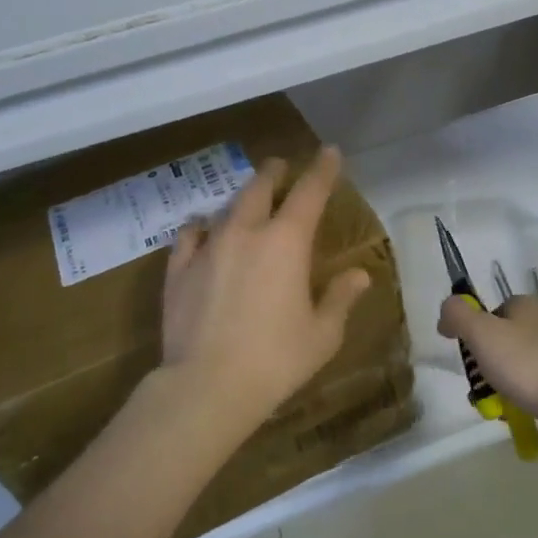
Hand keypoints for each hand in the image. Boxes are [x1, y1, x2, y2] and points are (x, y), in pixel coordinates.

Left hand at [162, 146, 371, 434]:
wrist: (206, 386)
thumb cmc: (276, 360)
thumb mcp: (322, 334)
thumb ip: (340, 298)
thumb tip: (359, 276)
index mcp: (286, 242)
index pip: (310, 192)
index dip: (322, 169)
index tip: (329, 152)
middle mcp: (246, 232)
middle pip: (261, 187)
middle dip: (275, 172)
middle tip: (282, 166)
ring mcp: (208, 247)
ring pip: (226, 207)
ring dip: (242, 199)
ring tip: (248, 201)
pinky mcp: (178, 269)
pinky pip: (190, 234)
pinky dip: (202, 227)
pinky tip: (203, 231)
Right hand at [437, 293, 537, 417]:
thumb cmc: (525, 363)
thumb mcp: (480, 332)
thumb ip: (457, 314)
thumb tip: (446, 312)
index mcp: (524, 305)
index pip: (490, 311)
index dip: (473, 331)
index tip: (467, 355)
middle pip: (500, 341)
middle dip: (484, 365)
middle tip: (479, 386)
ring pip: (514, 366)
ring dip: (498, 385)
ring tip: (495, 407)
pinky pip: (532, 385)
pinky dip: (519, 397)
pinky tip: (515, 412)